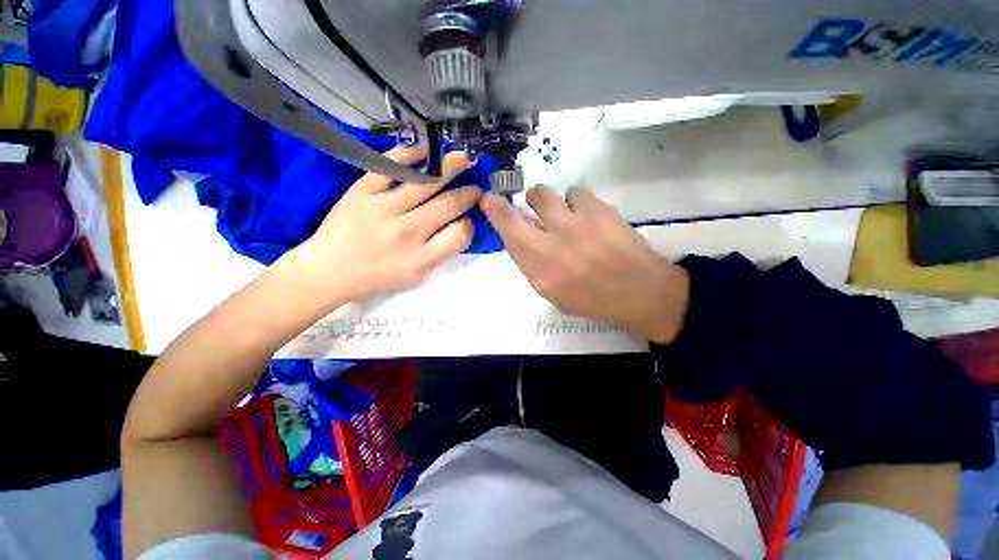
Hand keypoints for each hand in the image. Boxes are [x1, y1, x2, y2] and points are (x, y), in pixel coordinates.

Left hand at [281, 144, 479, 306]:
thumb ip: (441, 254)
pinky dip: (412, 153)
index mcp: (421, 258)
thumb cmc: (377, 277)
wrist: (329, 271)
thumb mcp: (416, 277)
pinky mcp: (363, 190)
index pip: (460, 234)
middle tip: (476, 187)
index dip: (469, 224)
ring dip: (452, 167)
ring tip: (465, 158)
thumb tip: (460, 226)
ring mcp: (384, 207)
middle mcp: (407, 231)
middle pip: (449, 205)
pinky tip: (428, 148)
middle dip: (469, 194)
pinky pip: (391, 166)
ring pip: (427, 182)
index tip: (468, 219)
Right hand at [481, 186, 688, 343]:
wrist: (637, 290)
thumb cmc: (591, 298)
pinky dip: (576, 202)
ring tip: (565, 214)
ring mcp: (574, 224)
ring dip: (548, 202)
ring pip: (544, 193)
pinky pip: (575, 192)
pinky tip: (588, 216)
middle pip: (521, 209)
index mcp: (538, 269)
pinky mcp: (598, 210)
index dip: (495, 211)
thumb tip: (522, 238)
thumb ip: (532, 264)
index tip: (489, 199)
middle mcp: (550, 244)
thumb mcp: (552, 292)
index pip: (507, 232)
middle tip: (533, 210)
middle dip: (519, 203)